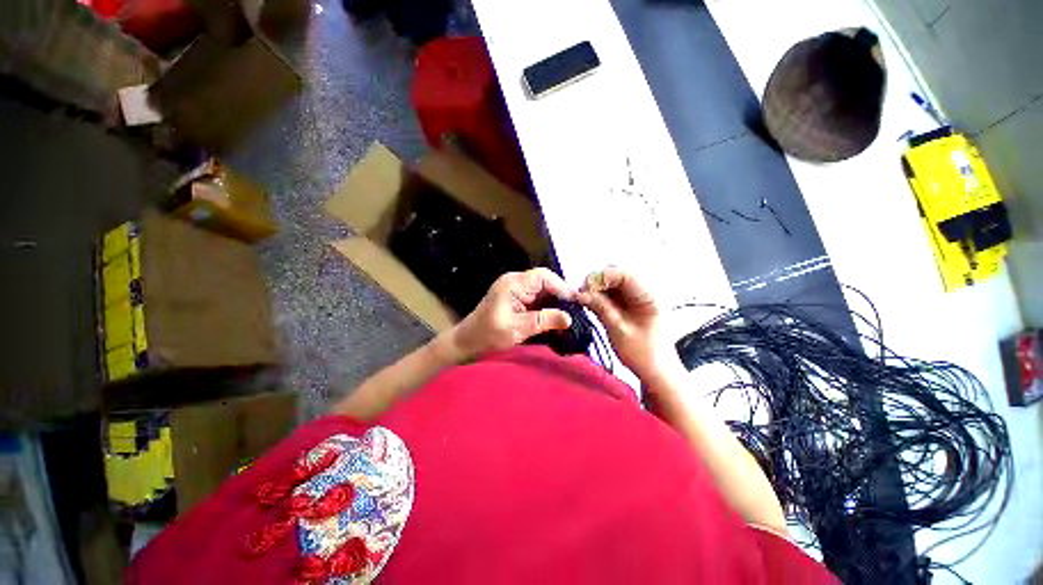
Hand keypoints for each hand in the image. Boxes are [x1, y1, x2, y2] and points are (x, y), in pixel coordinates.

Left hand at [449, 268, 575, 360]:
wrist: (466, 343)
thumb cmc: (488, 335)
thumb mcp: (517, 329)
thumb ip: (544, 321)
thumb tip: (569, 317)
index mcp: (513, 284)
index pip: (544, 276)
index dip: (561, 287)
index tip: (576, 303)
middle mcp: (515, 282)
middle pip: (545, 281)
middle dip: (561, 295)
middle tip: (576, 310)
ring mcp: (515, 290)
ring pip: (542, 290)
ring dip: (555, 302)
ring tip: (569, 314)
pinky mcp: (516, 300)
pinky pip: (536, 298)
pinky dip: (547, 307)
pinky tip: (555, 317)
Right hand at [577, 267, 670, 378]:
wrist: (656, 371)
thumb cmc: (642, 353)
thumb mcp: (618, 330)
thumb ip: (600, 307)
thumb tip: (580, 293)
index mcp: (650, 295)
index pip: (625, 274)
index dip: (602, 276)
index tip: (584, 288)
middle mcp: (646, 290)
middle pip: (618, 274)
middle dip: (597, 281)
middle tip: (581, 295)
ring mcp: (638, 295)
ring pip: (613, 282)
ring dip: (597, 288)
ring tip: (584, 300)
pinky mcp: (631, 301)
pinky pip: (613, 292)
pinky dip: (601, 295)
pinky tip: (592, 303)